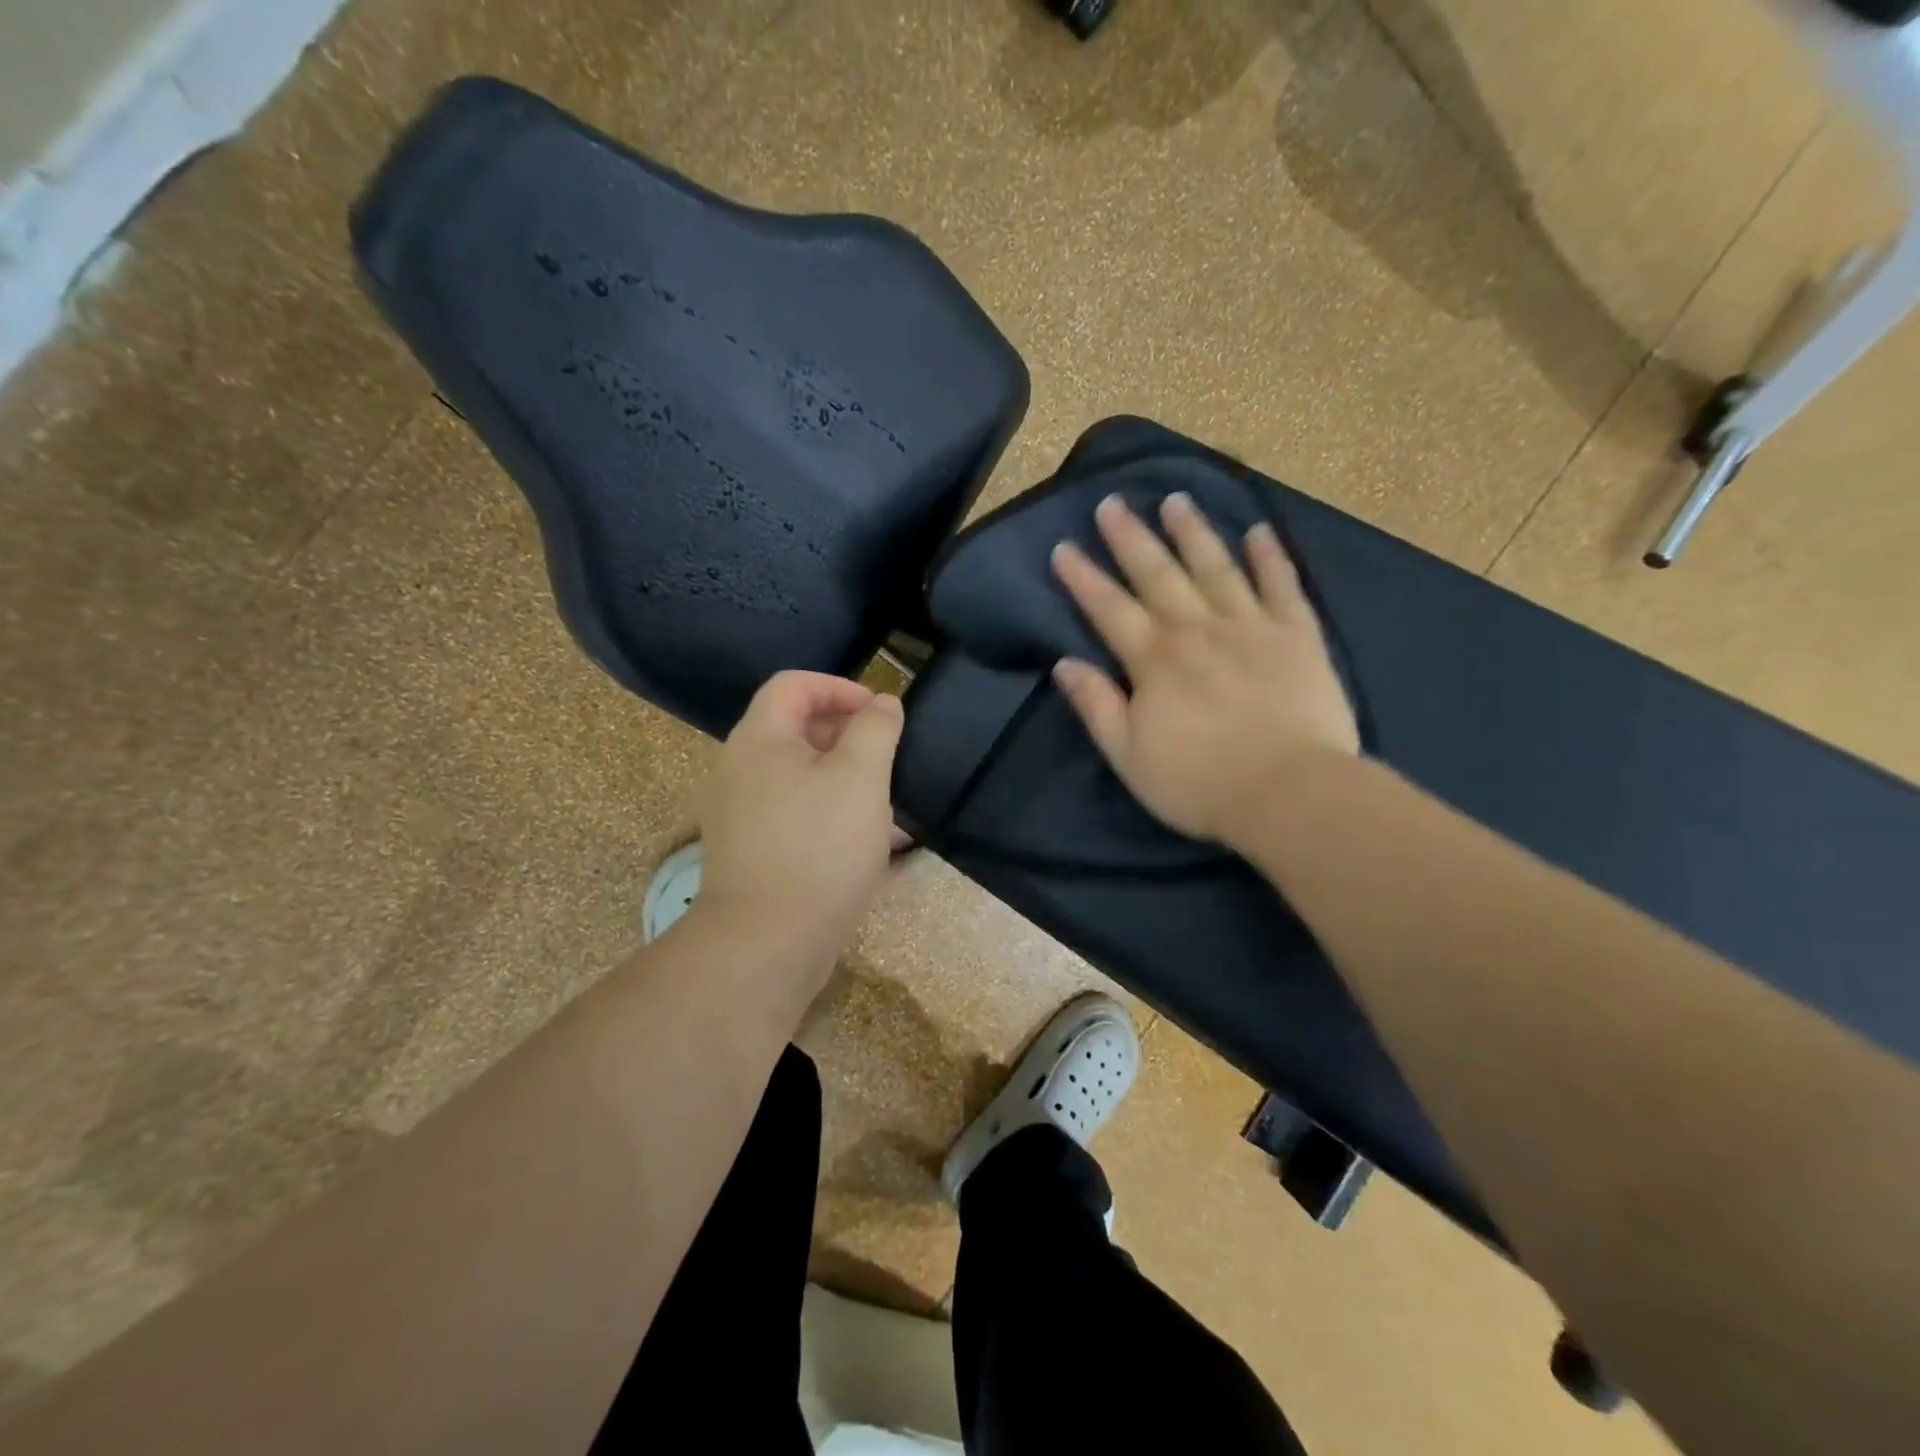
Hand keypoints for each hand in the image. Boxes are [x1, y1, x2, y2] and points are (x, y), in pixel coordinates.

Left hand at [695, 671, 904, 982]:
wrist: (767, 943)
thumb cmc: (819, 847)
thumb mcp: (860, 777)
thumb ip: (875, 729)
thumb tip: (882, 703)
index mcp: (758, 739)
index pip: (794, 685)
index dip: (840, 688)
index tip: (880, 713)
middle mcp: (740, 769)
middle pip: (796, 730)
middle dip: (848, 736)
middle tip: (888, 758)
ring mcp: (741, 814)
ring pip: (800, 777)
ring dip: (845, 779)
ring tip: (887, 804)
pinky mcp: (752, 852)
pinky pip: (795, 815)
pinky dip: (830, 814)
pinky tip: (868, 842)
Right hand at [1049, 493, 1359, 848]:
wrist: (1289, 793)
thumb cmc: (1199, 782)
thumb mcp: (1128, 756)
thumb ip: (1096, 706)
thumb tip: (1064, 663)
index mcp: (1155, 660)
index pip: (1109, 609)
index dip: (1083, 578)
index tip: (1063, 547)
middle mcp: (1198, 630)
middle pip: (1158, 574)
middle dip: (1131, 538)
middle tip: (1112, 503)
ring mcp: (1251, 627)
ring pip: (1216, 567)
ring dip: (1193, 532)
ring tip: (1176, 499)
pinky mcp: (1298, 636)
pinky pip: (1282, 585)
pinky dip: (1270, 556)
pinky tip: (1259, 530)